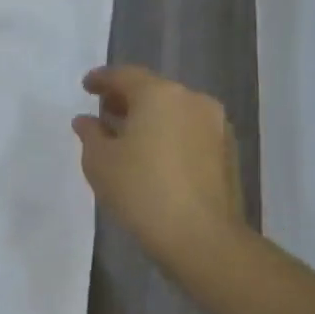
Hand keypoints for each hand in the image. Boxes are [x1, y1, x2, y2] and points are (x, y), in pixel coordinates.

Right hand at [73, 66, 246, 274]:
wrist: (202, 238)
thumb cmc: (141, 190)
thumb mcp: (99, 161)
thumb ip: (90, 133)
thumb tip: (87, 121)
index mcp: (159, 94)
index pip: (124, 75)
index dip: (101, 79)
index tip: (86, 87)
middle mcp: (192, 100)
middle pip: (153, 90)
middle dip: (126, 99)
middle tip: (104, 112)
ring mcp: (215, 126)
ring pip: (174, 111)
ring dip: (150, 118)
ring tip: (127, 138)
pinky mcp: (227, 153)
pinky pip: (189, 131)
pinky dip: (168, 135)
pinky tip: (153, 156)